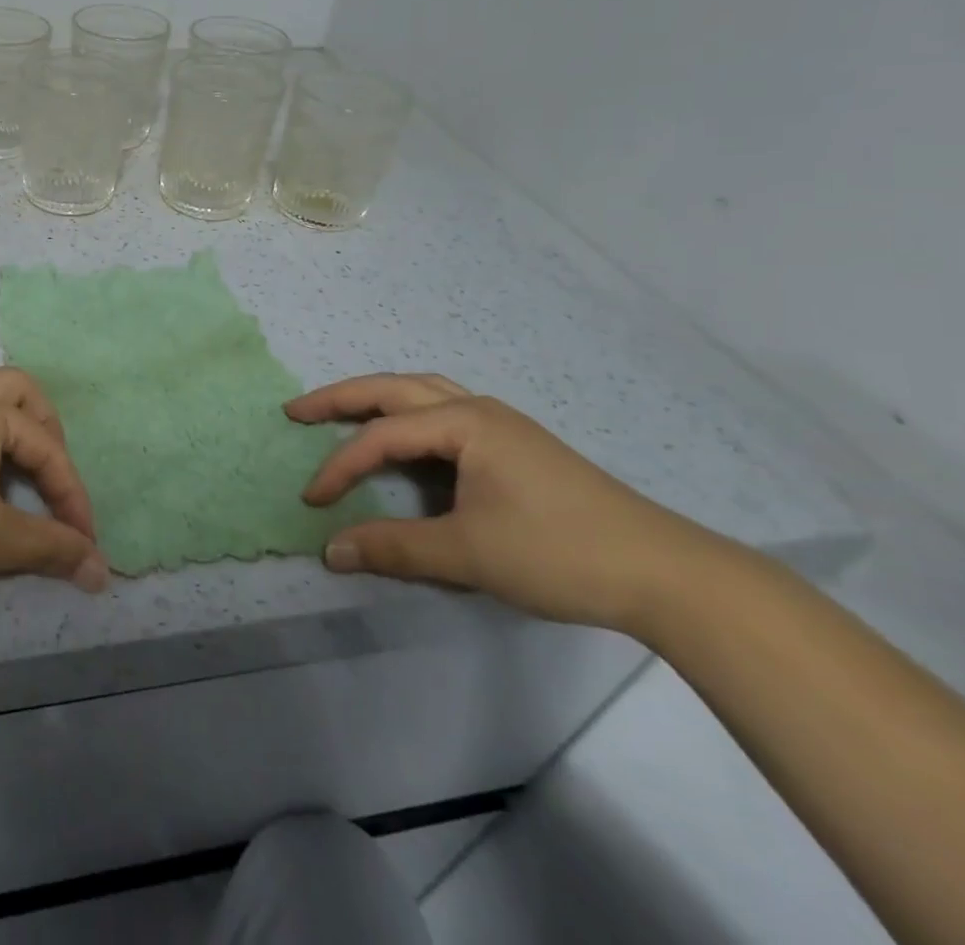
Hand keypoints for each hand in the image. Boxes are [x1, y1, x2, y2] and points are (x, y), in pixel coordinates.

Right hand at [288, 373, 727, 633]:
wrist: (667, 574)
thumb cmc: (559, 553)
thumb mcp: (469, 553)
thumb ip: (394, 547)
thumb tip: (330, 551)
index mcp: (464, 422)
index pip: (382, 437)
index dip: (340, 467)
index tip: (312, 502)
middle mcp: (478, 409)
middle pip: (394, 389)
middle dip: (341, 399)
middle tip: (297, 411)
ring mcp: (501, 425)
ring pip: (423, 394)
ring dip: (377, 401)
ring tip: (343, 413)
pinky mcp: (516, 447)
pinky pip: (444, 415)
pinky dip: (409, 418)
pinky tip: (407, 440)